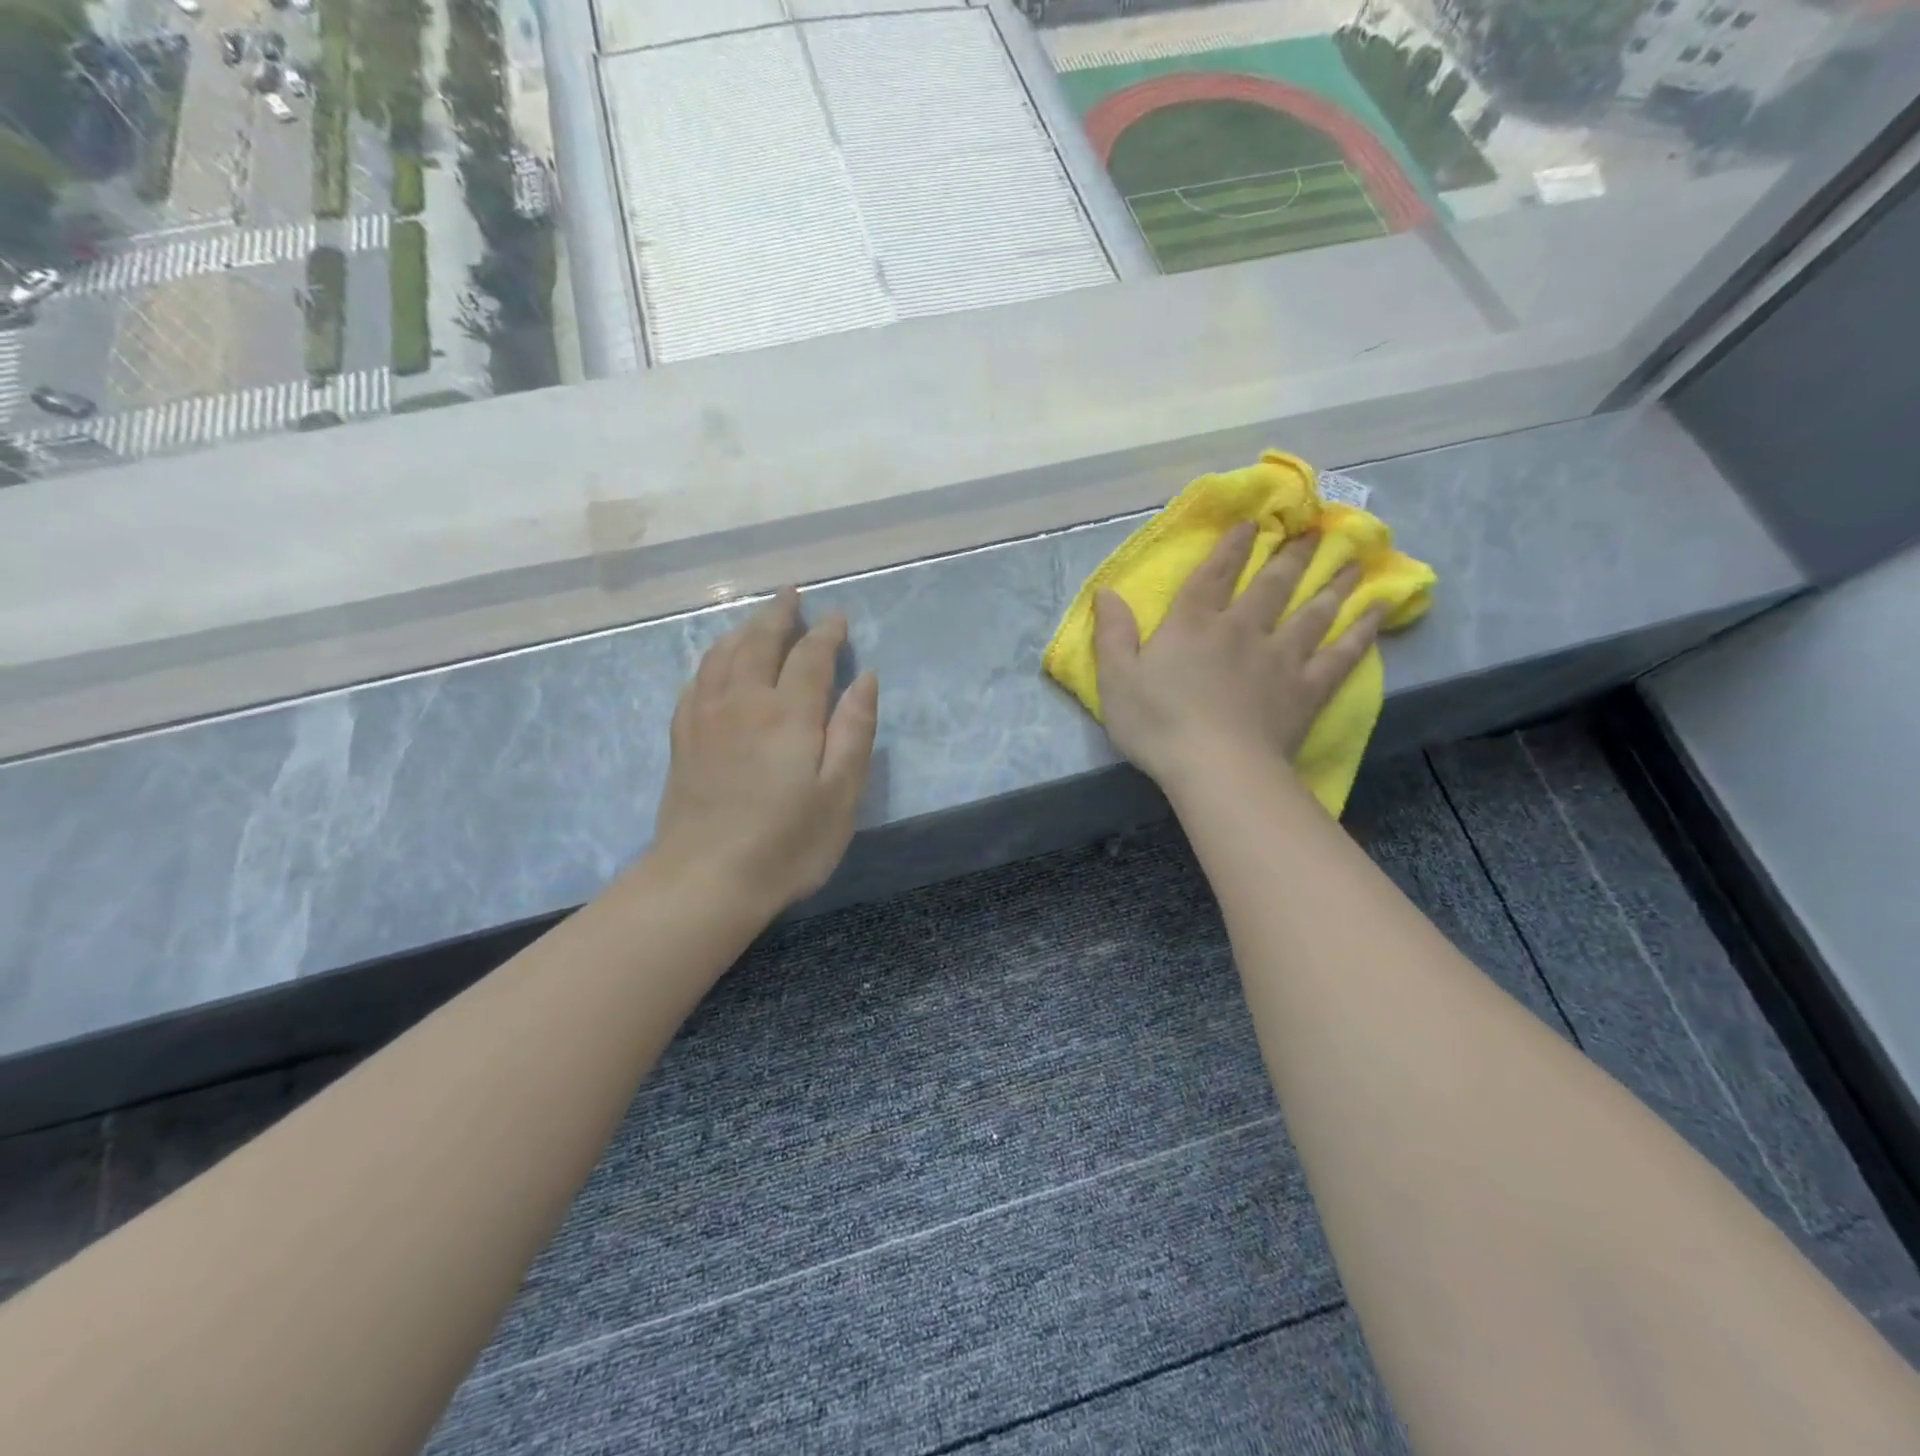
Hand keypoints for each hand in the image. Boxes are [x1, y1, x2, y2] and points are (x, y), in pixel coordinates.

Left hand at [649, 589, 878, 912]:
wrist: (706, 880)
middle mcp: (744, 702)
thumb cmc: (787, 843)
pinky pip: (696, 681)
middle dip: (779, 615)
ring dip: (744, 630)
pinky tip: (716, 665)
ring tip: (758, 621)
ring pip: (723, 655)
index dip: (827, 633)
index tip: (838, 618)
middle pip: (760, 642)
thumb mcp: (840, 794)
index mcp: (788, 713)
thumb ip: (854, 731)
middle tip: (792, 595)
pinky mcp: (683, 739)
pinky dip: (712, 661)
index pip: (810, 656)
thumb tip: (865, 680)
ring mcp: (706, 718)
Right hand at [1092, 523, 1379, 794]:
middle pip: (1272, 584)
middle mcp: (1241, 629)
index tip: (1253, 521)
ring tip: (1353, 559)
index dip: (1232, 545)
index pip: (1214, 574)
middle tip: (1314, 530)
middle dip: (1291, 554)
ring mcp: (1280, 657)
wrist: (1216, 769)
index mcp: (1193, 625)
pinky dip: (1362, 631)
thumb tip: (1106, 590)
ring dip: (1333, 582)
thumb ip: (1114, 634)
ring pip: (1313, 610)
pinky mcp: (1307, 688)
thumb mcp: (1117, 680)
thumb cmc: (1158, 725)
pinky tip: (1378, 612)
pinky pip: (1341, 654)